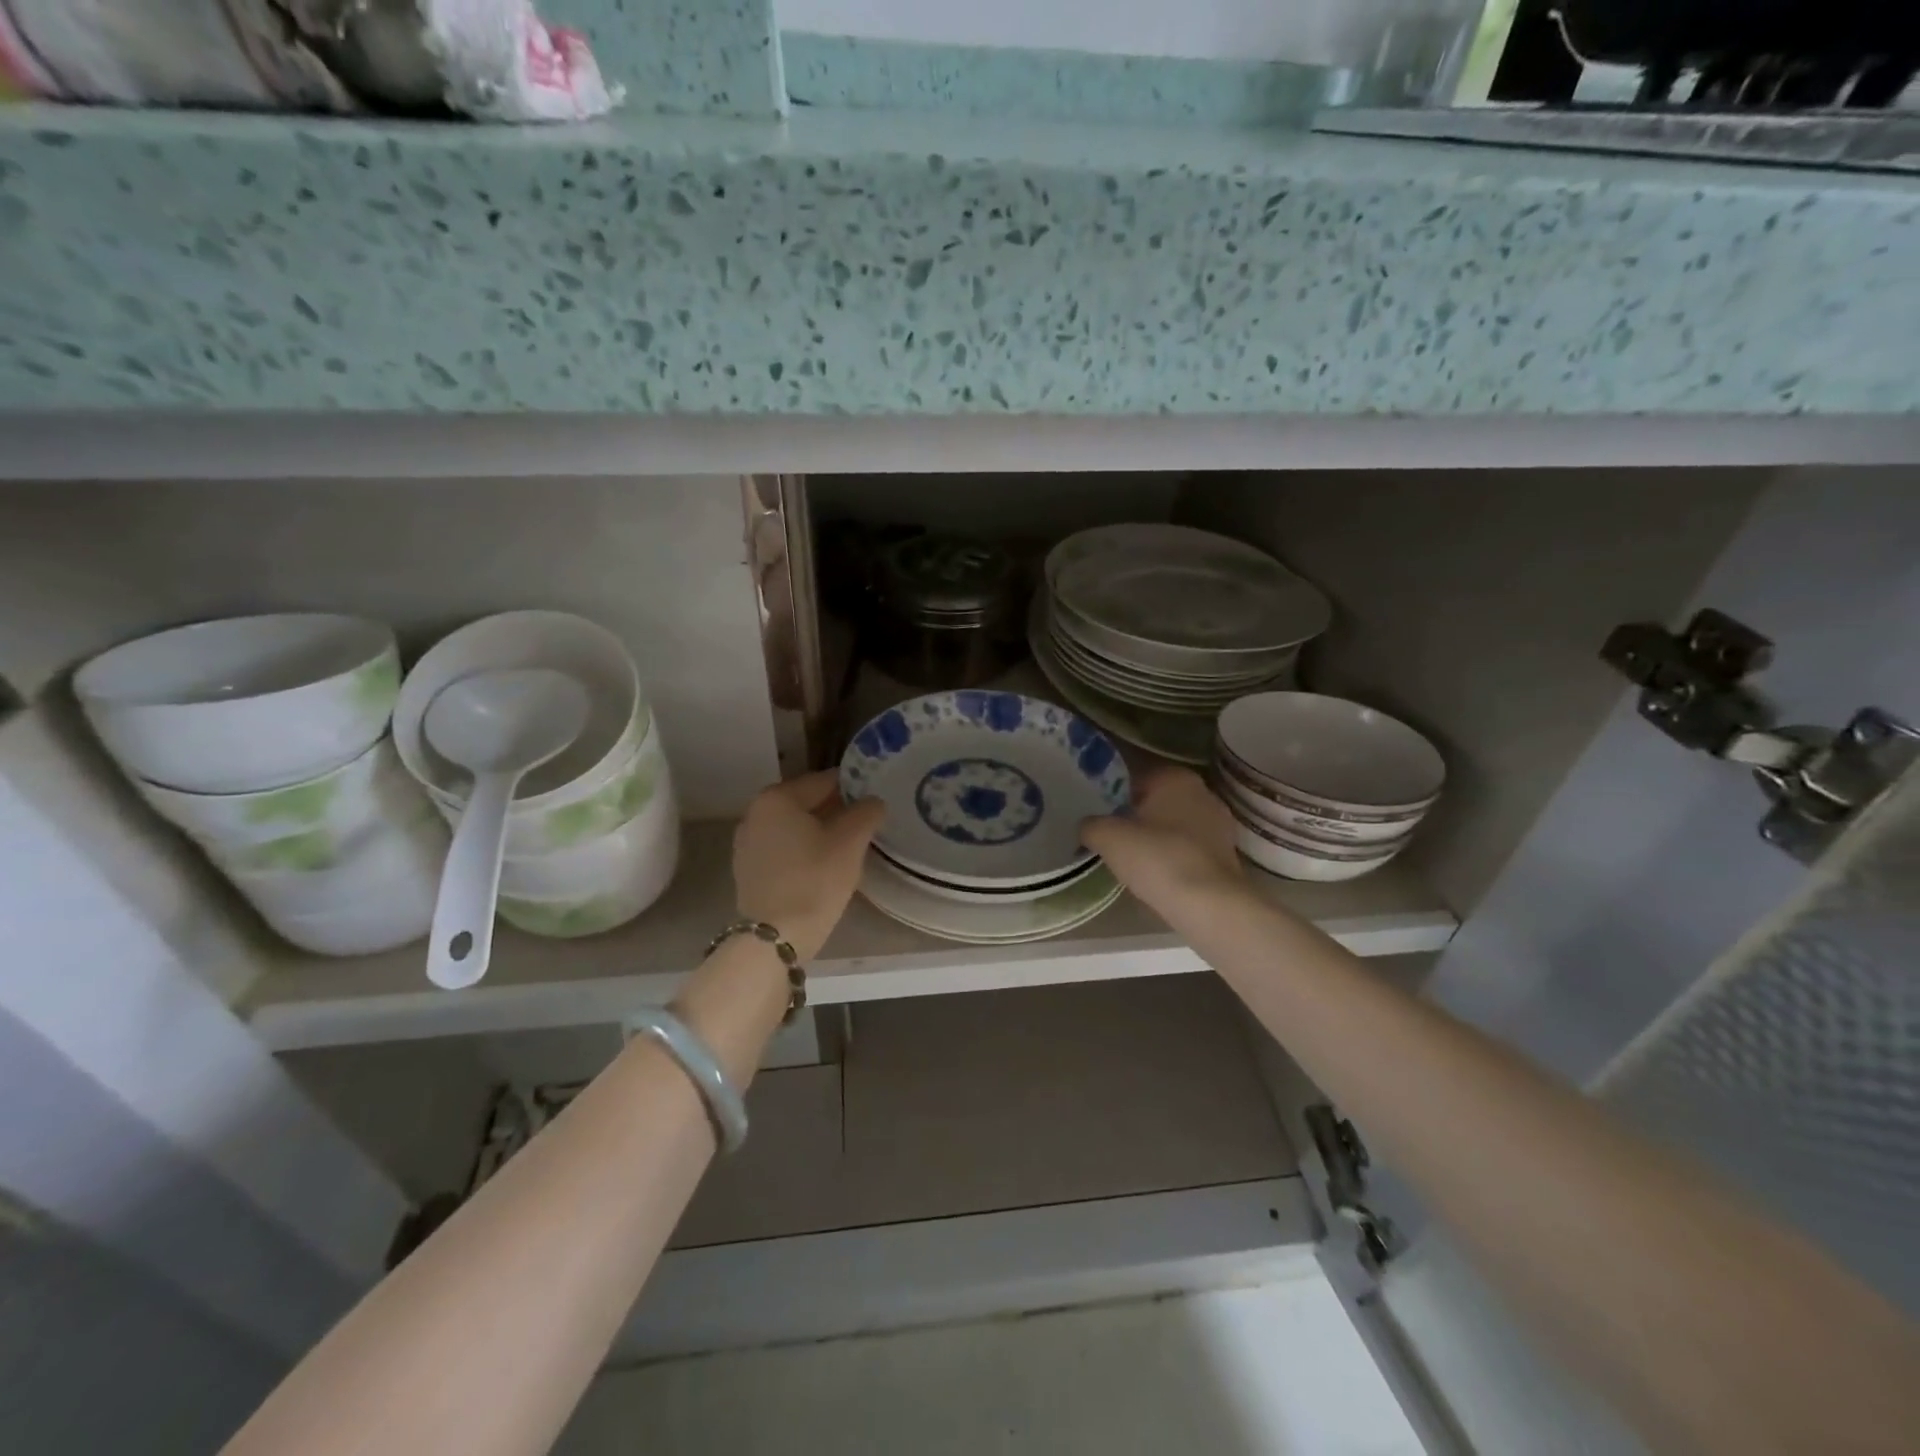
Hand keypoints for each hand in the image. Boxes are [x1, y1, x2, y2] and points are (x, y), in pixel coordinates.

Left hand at [733, 770, 884, 960]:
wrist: (775, 938)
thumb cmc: (814, 880)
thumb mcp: (850, 842)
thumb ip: (866, 813)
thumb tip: (873, 802)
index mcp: (777, 798)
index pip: (824, 781)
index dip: (854, 788)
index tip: (874, 802)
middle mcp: (755, 813)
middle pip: (806, 803)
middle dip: (836, 811)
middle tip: (865, 826)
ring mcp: (747, 843)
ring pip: (794, 827)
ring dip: (819, 832)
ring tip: (847, 849)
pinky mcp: (747, 870)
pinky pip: (783, 849)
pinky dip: (803, 851)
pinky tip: (822, 868)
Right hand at [1081, 766, 1243, 915]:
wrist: (1209, 904)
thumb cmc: (1157, 858)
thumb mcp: (1107, 838)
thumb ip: (1090, 825)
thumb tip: (1087, 826)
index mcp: (1174, 777)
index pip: (1135, 778)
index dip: (1114, 797)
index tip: (1101, 818)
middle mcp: (1202, 792)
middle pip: (1157, 801)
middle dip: (1137, 817)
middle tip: (1114, 839)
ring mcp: (1220, 823)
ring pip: (1175, 825)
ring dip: (1157, 838)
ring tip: (1135, 861)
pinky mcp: (1228, 852)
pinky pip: (1190, 847)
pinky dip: (1175, 856)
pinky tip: (1160, 875)